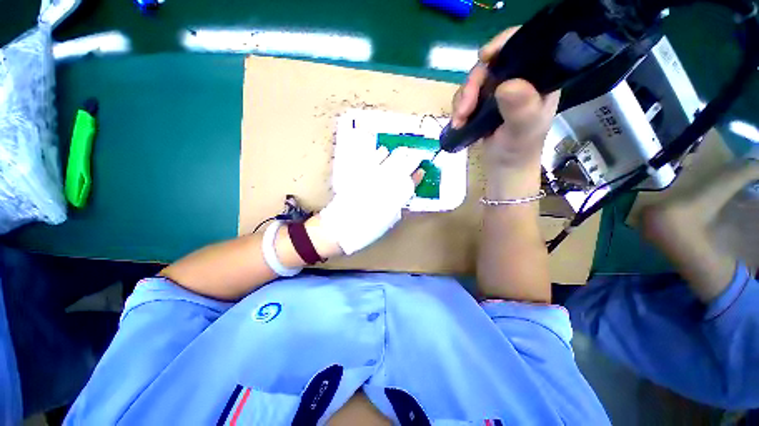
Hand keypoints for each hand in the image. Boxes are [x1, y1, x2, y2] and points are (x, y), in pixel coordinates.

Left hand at [319, 146, 431, 254]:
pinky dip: (378, 154)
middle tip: (415, 154)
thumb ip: (396, 207)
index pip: (409, 184)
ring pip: (388, 161)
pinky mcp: (357, 175)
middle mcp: (384, 187)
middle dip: (411, 160)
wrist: (339, 228)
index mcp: (393, 200)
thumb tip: (402, 196)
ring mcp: (371, 179)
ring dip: (397, 155)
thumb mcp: (386, 222)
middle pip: (401, 169)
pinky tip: (383, 151)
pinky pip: (370, 160)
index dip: (417, 177)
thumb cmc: (364, 230)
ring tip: (402, 150)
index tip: (421, 171)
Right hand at [452, 28, 558, 195]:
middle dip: (472, 85)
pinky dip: (458, 109)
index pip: (524, 46)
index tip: (485, 58)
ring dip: (462, 100)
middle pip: (491, 65)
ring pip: (474, 82)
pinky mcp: (482, 104)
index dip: (504, 44)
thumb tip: (506, 84)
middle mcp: (518, 80)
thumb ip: (520, 107)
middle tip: (464, 109)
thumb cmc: (519, 150)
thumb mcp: (523, 129)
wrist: (504, 167)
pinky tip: (458, 123)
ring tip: (459, 121)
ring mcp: (498, 92)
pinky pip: (466, 97)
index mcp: (537, 78)